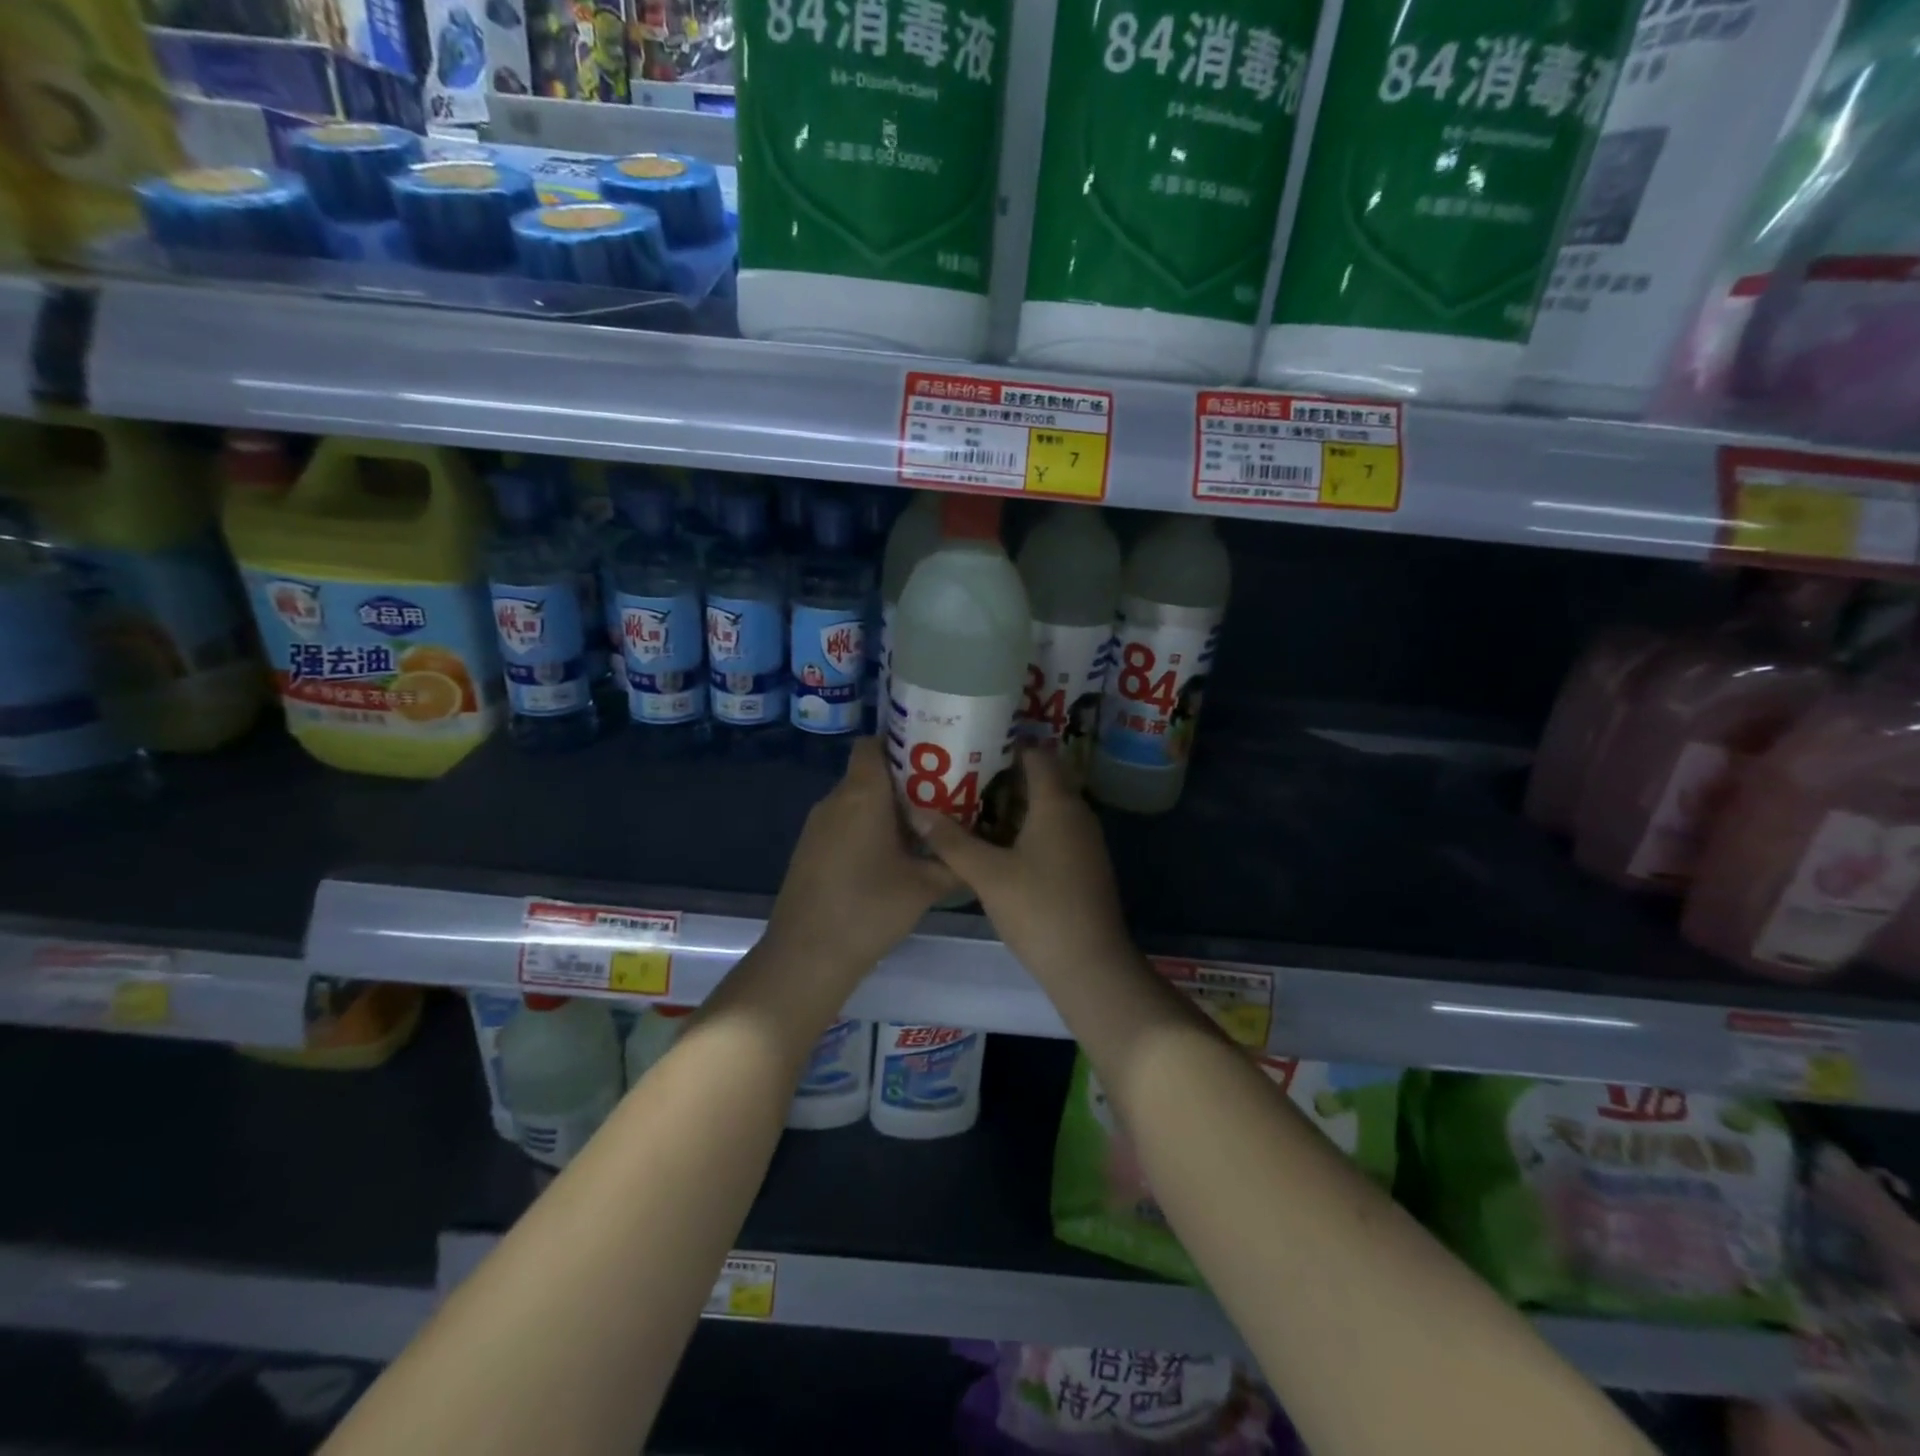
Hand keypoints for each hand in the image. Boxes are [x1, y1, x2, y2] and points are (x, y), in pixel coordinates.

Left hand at [764, 737, 958, 982]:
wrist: (807, 956)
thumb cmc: (870, 909)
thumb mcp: (926, 886)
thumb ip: (956, 862)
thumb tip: (979, 851)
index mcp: (862, 794)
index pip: (873, 744)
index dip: (901, 744)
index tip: (933, 760)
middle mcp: (835, 800)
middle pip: (869, 772)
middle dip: (904, 781)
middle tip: (941, 798)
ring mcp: (817, 825)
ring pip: (856, 799)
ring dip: (885, 808)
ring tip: (922, 829)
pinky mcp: (809, 849)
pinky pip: (843, 822)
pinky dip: (866, 828)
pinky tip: (890, 858)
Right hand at [909, 748, 1134, 986]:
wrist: (1090, 965)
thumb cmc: (1039, 910)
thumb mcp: (987, 875)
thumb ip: (951, 842)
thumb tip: (917, 811)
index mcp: (1057, 803)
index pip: (1036, 754)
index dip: (1005, 746)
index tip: (971, 747)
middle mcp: (1077, 813)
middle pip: (1041, 780)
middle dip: (1002, 776)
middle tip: (960, 778)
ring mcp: (1084, 841)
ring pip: (1046, 808)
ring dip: (1012, 805)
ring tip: (969, 808)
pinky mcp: (1083, 865)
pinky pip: (1053, 831)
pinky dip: (1026, 829)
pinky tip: (996, 846)